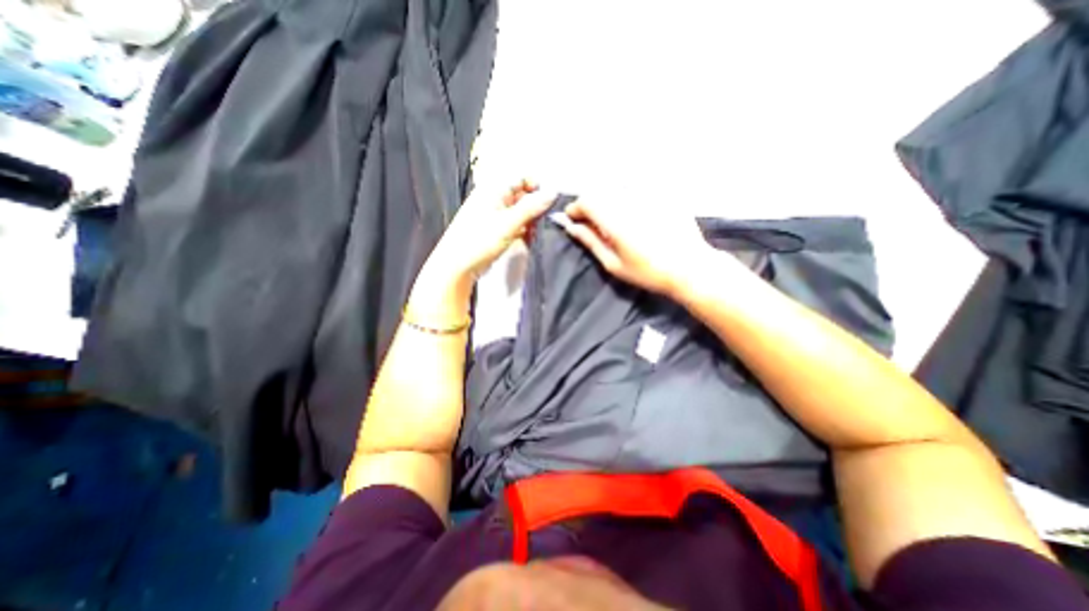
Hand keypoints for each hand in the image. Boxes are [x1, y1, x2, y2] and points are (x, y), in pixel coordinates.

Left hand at [416, 181, 552, 302]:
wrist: (457, 266)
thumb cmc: (480, 241)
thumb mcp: (509, 223)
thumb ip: (531, 207)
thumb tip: (554, 192)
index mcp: (493, 189)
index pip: (522, 178)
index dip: (537, 187)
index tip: (547, 205)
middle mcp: (494, 199)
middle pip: (522, 195)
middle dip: (535, 208)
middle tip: (542, 224)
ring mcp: (494, 215)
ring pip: (520, 212)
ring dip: (530, 222)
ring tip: (534, 235)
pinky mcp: (495, 230)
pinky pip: (515, 224)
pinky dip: (523, 231)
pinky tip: (528, 241)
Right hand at [562, 197, 720, 297]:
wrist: (690, 267)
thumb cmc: (648, 272)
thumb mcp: (614, 264)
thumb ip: (590, 242)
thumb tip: (571, 227)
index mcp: (615, 220)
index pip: (586, 201)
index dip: (575, 209)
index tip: (573, 220)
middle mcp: (630, 201)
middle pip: (600, 192)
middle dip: (590, 205)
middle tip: (592, 223)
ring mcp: (648, 194)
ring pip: (617, 188)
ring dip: (608, 200)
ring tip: (614, 220)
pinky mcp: (662, 192)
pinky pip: (636, 188)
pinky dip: (627, 198)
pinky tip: (635, 214)